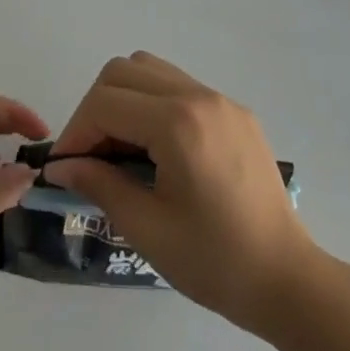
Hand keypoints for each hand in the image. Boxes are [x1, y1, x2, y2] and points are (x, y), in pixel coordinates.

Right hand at [44, 53, 314, 331]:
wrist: (288, 281)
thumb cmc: (215, 261)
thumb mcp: (147, 228)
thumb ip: (100, 184)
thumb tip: (61, 165)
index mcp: (178, 123)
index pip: (105, 103)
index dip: (75, 132)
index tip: (65, 167)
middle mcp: (199, 96)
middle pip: (122, 72)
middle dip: (95, 109)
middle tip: (90, 156)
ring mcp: (220, 99)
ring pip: (150, 69)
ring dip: (123, 99)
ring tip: (119, 147)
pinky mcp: (234, 111)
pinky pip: (178, 85)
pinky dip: (152, 102)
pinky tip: (154, 148)